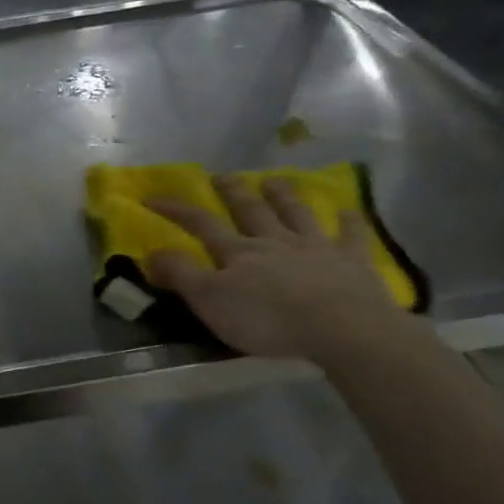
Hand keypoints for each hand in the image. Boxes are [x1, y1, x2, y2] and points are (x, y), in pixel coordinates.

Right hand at [144, 176, 408, 363]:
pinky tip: (349, 211)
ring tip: (275, 180)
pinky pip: (351, 236)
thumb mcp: (210, 301)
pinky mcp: (352, 262)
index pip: (201, 224)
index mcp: (238, 253)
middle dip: (233, 192)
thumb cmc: (267, 319)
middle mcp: (275, 242)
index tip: (152, 197)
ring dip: (284, 196)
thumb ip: (181, 274)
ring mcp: (316, 248)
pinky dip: (349, 222)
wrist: (339, 327)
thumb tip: (151, 250)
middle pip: (251, 211)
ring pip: (296, 214)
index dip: (176, 210)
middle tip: (222, 175)